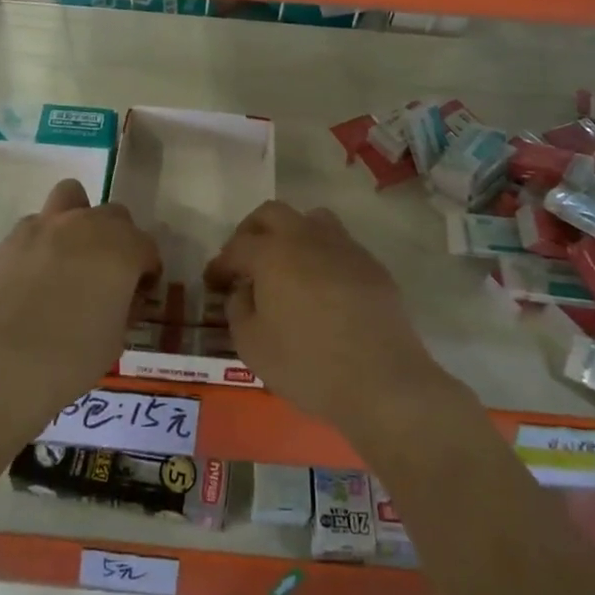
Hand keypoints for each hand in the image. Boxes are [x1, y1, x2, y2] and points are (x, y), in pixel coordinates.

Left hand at [0, 179, 160, 419]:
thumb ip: (123, 307)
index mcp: (123, 247)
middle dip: (117, 239)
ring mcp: (47, 225)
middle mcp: (89, 225)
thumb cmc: (74, 356)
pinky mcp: (13, 237)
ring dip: (77, 218)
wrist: (5, 361)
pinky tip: (34, 271)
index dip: (146, 271)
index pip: (147, 248)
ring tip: (70, 252)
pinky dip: (41, 240)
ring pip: (71, 196)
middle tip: (107, 273)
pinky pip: (35, 224)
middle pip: (115, 215)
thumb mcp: (116, 339)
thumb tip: (119, 298)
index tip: (138, 294)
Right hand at [204, 201, 469, 444]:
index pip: (237, 247)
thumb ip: (239, 309)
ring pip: (311, 219)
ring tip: (287, 265)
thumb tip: (243, 290)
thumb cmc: (308, 365)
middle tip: (245, 261)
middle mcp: (306, 237)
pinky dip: (322, 255)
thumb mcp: (253, 346)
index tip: (213, 282)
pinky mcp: (371, 264)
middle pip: (272, 214)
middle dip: (252, 232)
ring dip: (291, 234)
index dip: (220, 264)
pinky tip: (322, 286)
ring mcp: (343, 247)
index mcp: (272, 253)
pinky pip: (339, 245)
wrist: (382, 380)